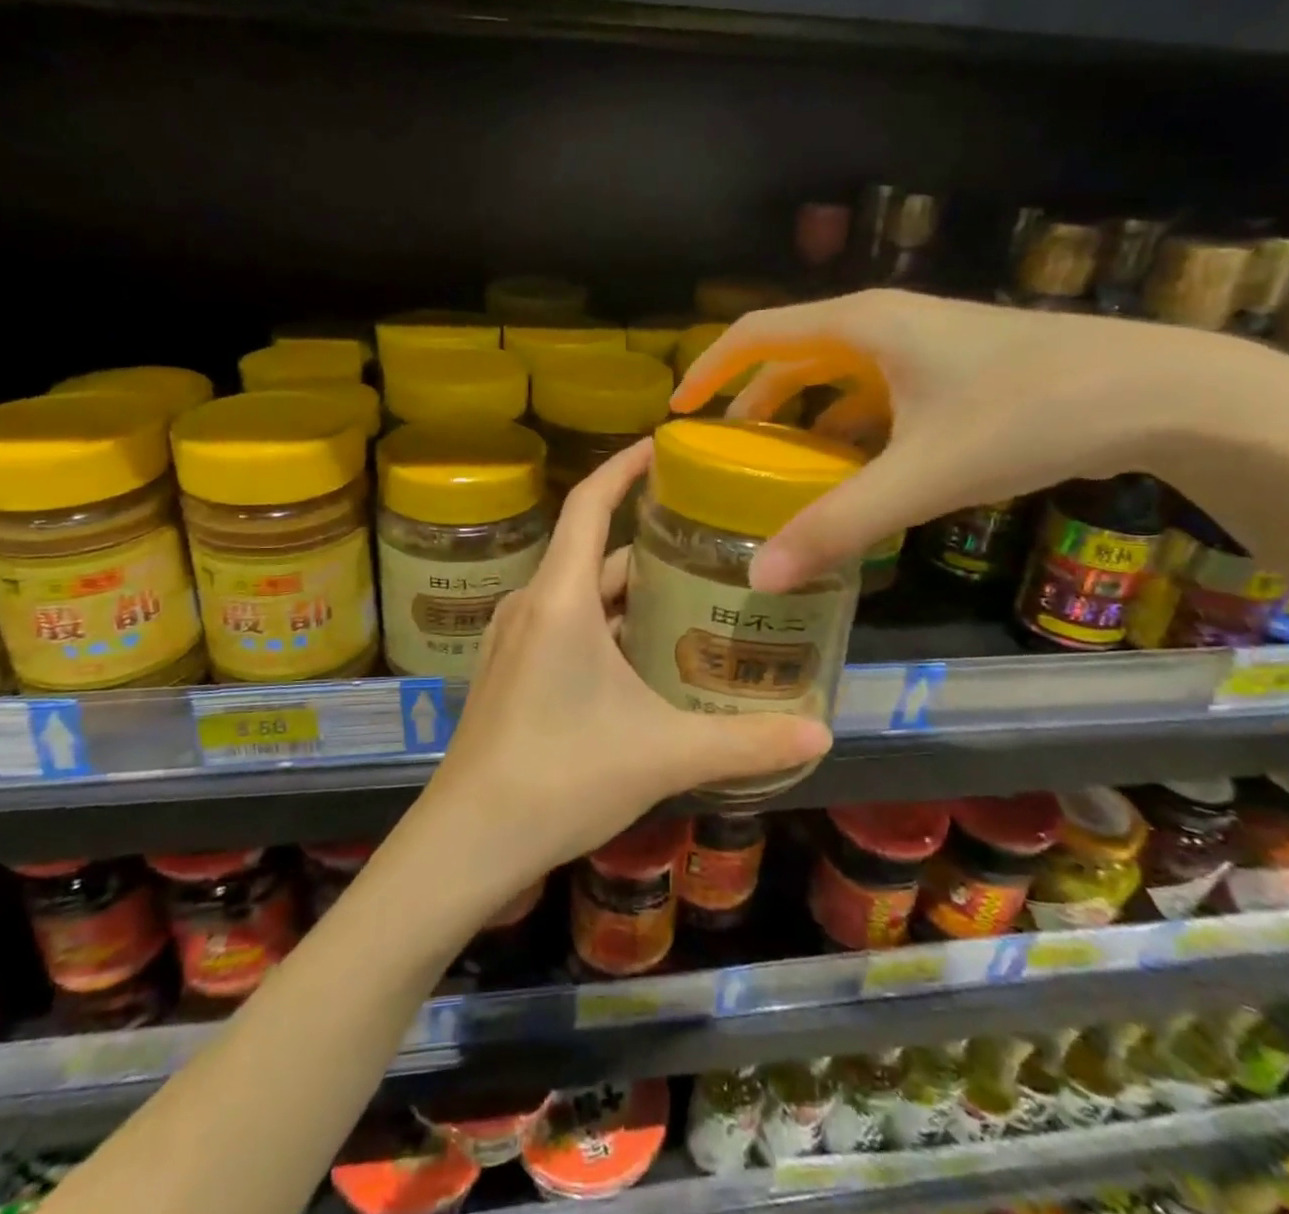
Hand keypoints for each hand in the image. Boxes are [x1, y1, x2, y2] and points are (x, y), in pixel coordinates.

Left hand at [414, 438, 830, 901]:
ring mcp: (514, 640)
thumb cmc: (560, 777)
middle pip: (592, 551)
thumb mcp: (663, 755)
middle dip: (646, 541)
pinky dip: (605, 624)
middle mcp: (531, 605)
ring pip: (579, 594)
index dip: (623, 466)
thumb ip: (745, 742)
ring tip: (689, 595)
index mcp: (560, 599)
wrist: (466, 841)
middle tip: (707, 540)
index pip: (589, 502)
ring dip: (628, 591)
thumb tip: (821, 734)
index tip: (662, 446)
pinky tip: (645, 657)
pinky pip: (563, 625)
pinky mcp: (510, 672)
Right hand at [671, 288, 1288, 593]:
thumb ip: (838, 525)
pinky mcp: (954, 369)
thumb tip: (761, 578)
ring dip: (801, 415)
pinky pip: (876, 393)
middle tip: (723, 452)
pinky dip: (848, 426)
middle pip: (792, 353)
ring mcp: (924, 344)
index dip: (709, 368)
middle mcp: (885, 323)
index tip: (677, 410)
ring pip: (836, 375)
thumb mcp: (922, 475)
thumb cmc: (1029, 414)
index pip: (756, 331)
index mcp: (862, 324)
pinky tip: (853, 470)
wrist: (1163, 392)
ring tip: (779, 467)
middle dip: (751, 400)